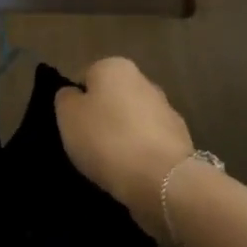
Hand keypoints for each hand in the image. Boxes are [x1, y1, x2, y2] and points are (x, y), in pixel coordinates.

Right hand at [55, 57, 193, 233]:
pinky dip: (140, 153)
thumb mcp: (67, 116)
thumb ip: (66, 98)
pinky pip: (149, 142)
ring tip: (108, 162)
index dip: (76, 102)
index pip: (86, 77)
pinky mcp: (181, 140)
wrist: (161, 179)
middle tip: (87, 143)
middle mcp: (144, 81)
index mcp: (115, 67)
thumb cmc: (106, 139)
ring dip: (122, 135)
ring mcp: (166, 110)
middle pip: (112, 97)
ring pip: (133, 120)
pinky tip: (130, 171)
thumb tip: (74, 94)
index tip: (72, 126)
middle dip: (102, 116)